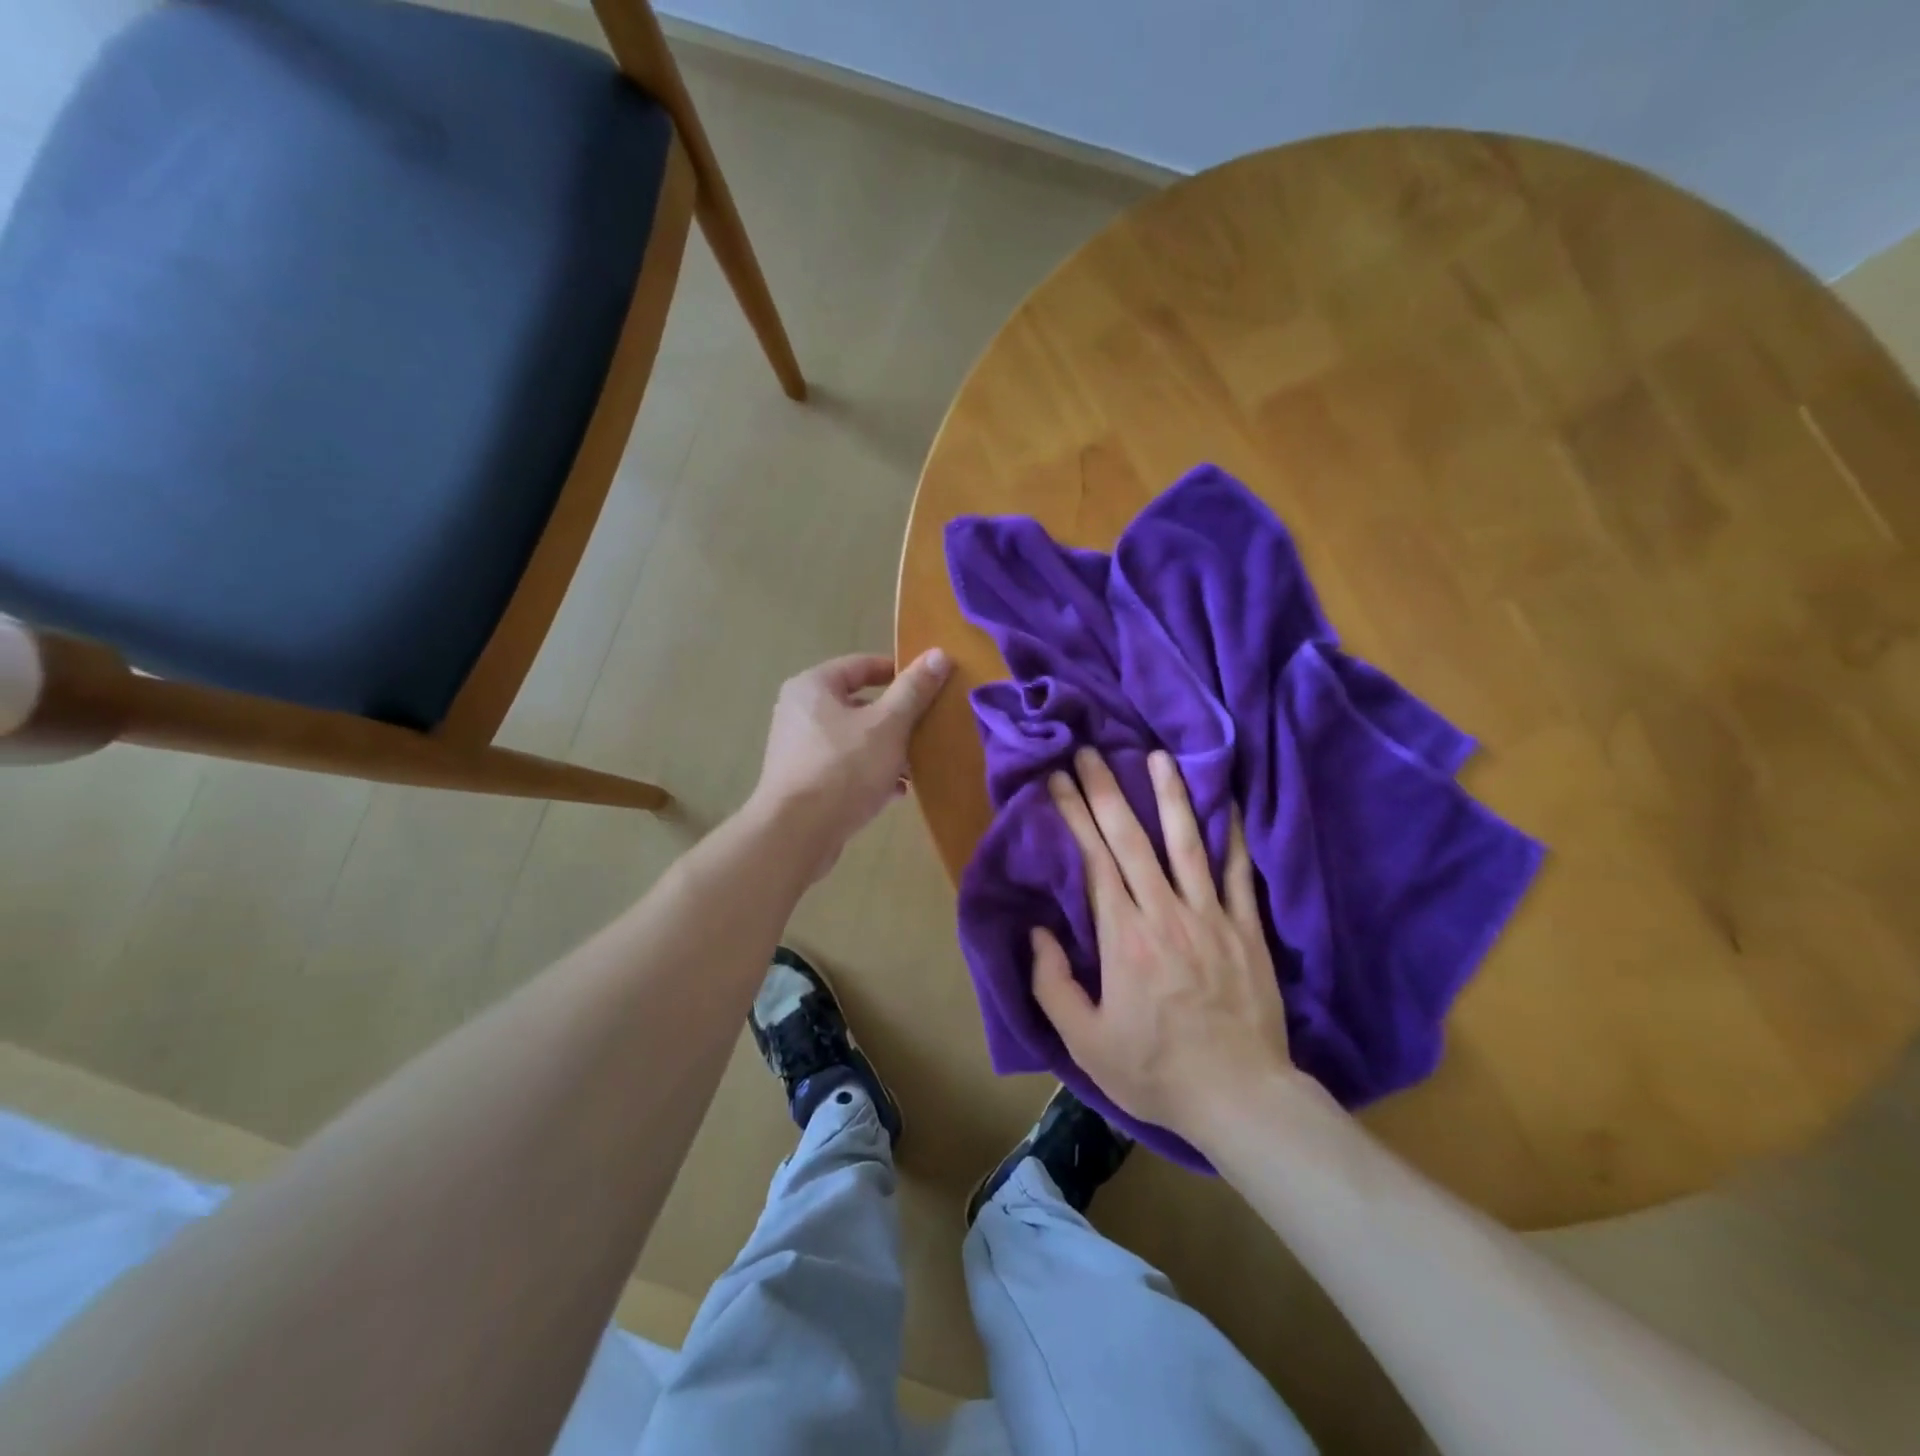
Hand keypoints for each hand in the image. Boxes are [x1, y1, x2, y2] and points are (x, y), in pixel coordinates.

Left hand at [750, 650, 950, 879]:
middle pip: (859, 704)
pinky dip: (871, 773)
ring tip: (917, 765)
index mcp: (813, 686)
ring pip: (855, 739)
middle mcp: (800, 711)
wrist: (797, 834)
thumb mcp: (888, 725)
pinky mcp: (803, 782)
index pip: (862, 665)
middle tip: (927, 728)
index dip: (899, 672)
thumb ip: (914, 690)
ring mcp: (799, 749)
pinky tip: (896, 791)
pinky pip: (845, 767)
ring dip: (887, 749)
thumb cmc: (843, 768)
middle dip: (897, 718)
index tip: (930, 686)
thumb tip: (939, 654)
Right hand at [1033, 747, 1295, 1140]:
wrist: (1239, 1097)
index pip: (1093, 861)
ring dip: (1170, 796)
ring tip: (1157, 756)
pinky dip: (1233, 835)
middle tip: (1090, 752)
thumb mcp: (1085, 1042)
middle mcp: (1164, 913)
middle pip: (1131, 840)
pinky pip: (1239, 873)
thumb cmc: (1154, 1071)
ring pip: (1186, 843)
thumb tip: (1037, 932)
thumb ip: (1053, 984)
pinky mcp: (1246, 928)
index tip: (1057, 780)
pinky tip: (1228, 802)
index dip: (1074, 816)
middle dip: (1106, 791)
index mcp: (1123, 938)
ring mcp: (1210, 916)